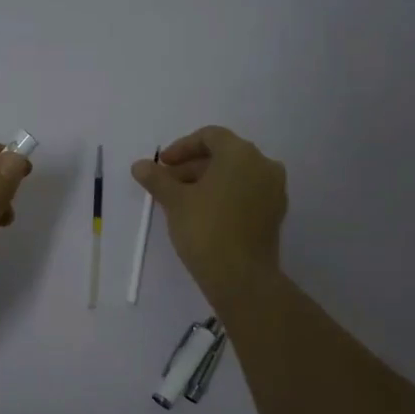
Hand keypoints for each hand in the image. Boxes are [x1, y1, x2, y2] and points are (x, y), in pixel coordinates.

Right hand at [132, 125, 286, 300]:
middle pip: (223, 155)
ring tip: (180, 200)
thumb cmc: (205, 229)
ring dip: (206, 181)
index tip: (162, 165)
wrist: (241, 277)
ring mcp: (273, 190)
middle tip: (166, 184)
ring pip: (235, 175)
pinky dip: (224, 195)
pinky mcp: (274, 213)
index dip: (181, 147)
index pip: (210, 136)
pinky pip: (246, 193)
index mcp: (241, 153)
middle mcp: (263, 165)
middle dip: (191, 166)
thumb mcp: (175, 201)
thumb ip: (157, 178)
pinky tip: (203, 213)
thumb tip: (139, 165)